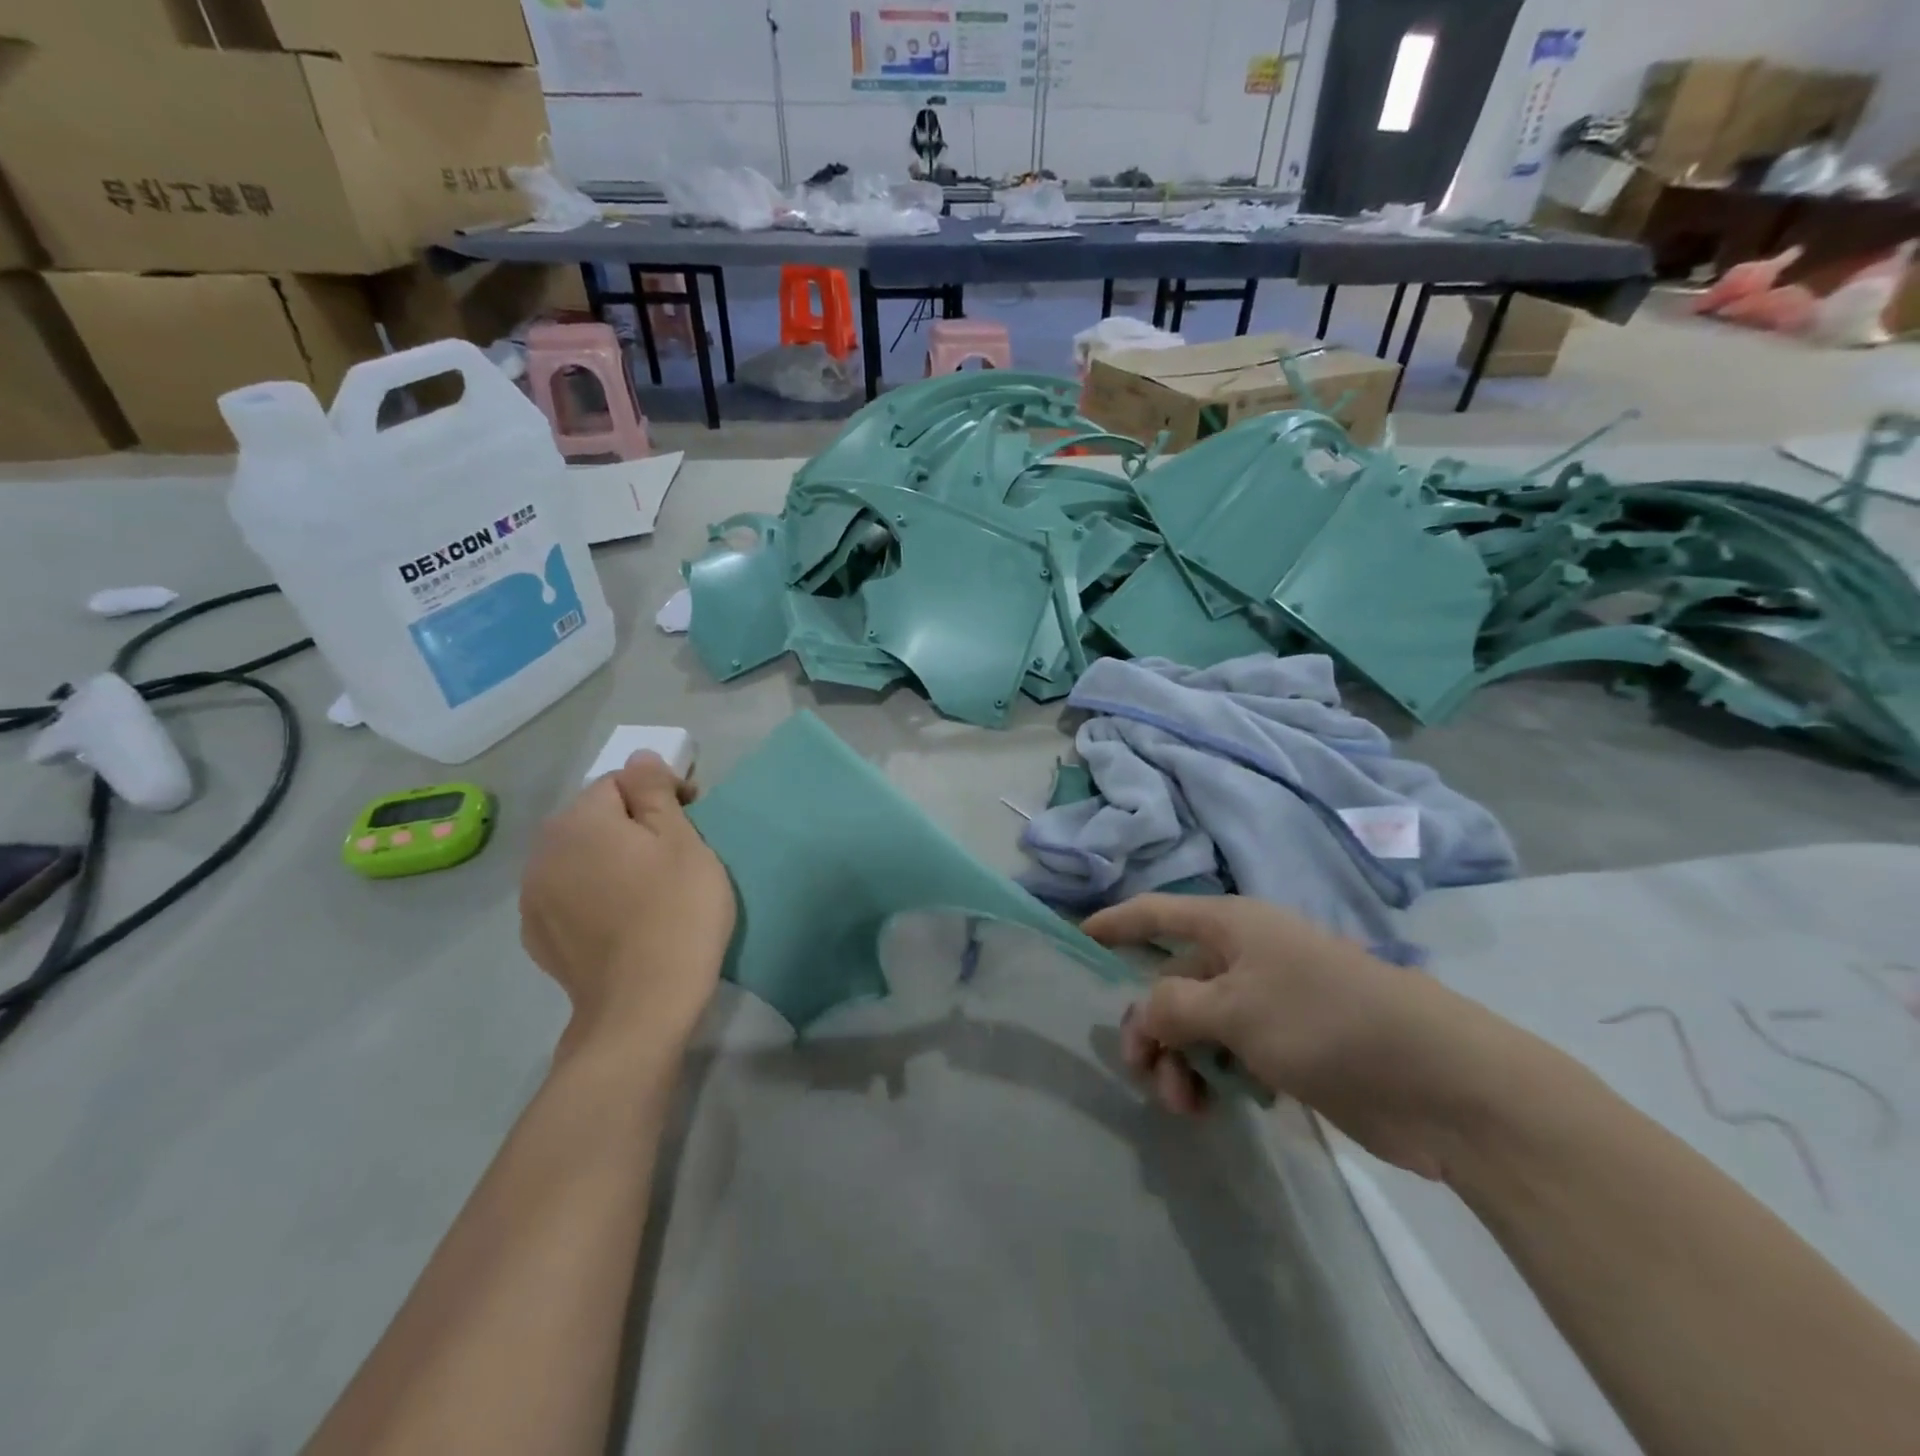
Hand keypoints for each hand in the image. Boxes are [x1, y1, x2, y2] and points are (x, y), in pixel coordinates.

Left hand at [520, 754, 735, 1060]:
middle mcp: (543, 850)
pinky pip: (569, 893)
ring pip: (580, 856)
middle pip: (594, 818)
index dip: (659, 792)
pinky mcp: (537, 934)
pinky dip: (594, 892)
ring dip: (610, 858)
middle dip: (632, 824)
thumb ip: (655, 791)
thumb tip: (639, 758)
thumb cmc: (676, 911)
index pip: (620, 782)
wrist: (642, 1005)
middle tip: (675, 851)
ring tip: (649, 886)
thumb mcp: (682, 840)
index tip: (692, 815)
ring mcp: (533, 896)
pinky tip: (622, 917)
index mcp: (579, 820)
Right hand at [1084, 895, 1518, 1180]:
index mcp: (1230, 925)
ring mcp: (1268, 1001)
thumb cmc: (1324, 1020)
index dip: (1116, 922)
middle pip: (1172, 980)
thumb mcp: (1234, 1008)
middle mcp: (1244, 955)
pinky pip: (1229, 1053)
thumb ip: (1173, 1006)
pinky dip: (1214, 1076)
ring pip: (1198, 1023)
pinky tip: (1220, 1104)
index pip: (1156, 913)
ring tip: (1187, 1104)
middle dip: (1151, 1025)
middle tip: (1143, 1071)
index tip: (1078, 936)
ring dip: (1182, 1061)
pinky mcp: (1289, 1045)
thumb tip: (1147, 1014)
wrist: (1436, 1079)